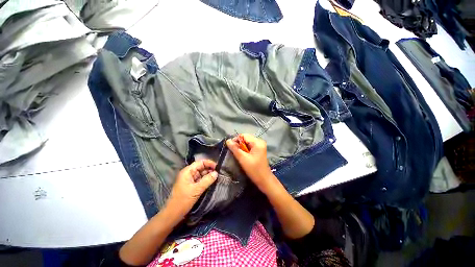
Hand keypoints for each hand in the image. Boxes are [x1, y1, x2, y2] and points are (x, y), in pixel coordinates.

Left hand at [166, 160, 217, 217]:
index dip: (209, 163)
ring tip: (218, 177)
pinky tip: (212, 181)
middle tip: (219, 173)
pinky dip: (206, 180)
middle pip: (201, 167)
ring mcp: (190, 179)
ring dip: (209, 175)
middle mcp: (189, 173)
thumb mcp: (197, 190)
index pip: (200, 162)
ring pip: (202, 174)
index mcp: (188, 171)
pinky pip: (201, 180)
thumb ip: (207, 180)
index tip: (218, 167)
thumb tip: (216, 173)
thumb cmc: (183, 200)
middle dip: (210, 169)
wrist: (173, 214)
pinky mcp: (192, 185)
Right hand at [226, 134, 273, 190]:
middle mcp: (259, 141)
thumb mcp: (243, 159)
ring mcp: (260, 145)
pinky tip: (243, 155)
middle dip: (239, 144)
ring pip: (247, 142)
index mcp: (257, 142)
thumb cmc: (254, 170)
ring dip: (241, 147)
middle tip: (235, 152)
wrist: (264, 180)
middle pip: (245, 138)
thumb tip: (228, 140)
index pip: (243, 135)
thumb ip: (235, 149)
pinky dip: (245, 149)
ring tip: (239, 154)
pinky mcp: (259, 149)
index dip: (236, 140)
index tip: (231, 147)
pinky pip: (249, 146)